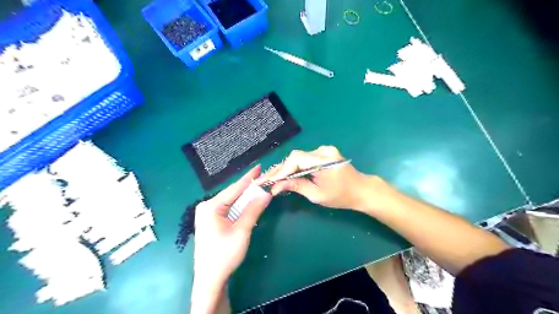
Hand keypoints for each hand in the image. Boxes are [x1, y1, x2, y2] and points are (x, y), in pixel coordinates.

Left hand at [193, 166, 271, 286]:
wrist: (210, 279)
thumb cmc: (224, 255)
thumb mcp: (241, 231)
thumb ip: (253, 210)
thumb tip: (266, 193)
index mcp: (211, 206)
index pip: (234, 188)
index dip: (249, 178)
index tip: (259, 167)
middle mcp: (207, 207)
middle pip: (233, 194)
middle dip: (248, 189)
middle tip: (263, 180)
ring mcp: (207, 215)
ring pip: (231, 202)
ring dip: (245, 199)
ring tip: (259, 190)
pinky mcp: (211, 222)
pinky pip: (228, 210)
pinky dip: (240, 208)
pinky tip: (249, 205)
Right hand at [256, 146, 384, 210]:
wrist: (361, 189)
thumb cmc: (341, 196)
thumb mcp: (317, 195)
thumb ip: (296, 186)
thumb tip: (275, 186)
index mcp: (323, 161)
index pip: (296, 160)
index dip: (281, 170)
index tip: (268, 180)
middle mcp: (323, 151)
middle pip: (296, 157)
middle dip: (280, 169)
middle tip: (266, 180)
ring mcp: (325, 150)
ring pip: (299, 157)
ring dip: (287, 168)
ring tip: (273, 178)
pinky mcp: (325, 152)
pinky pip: (305, 158)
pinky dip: (296, 166)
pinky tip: (287, 173)